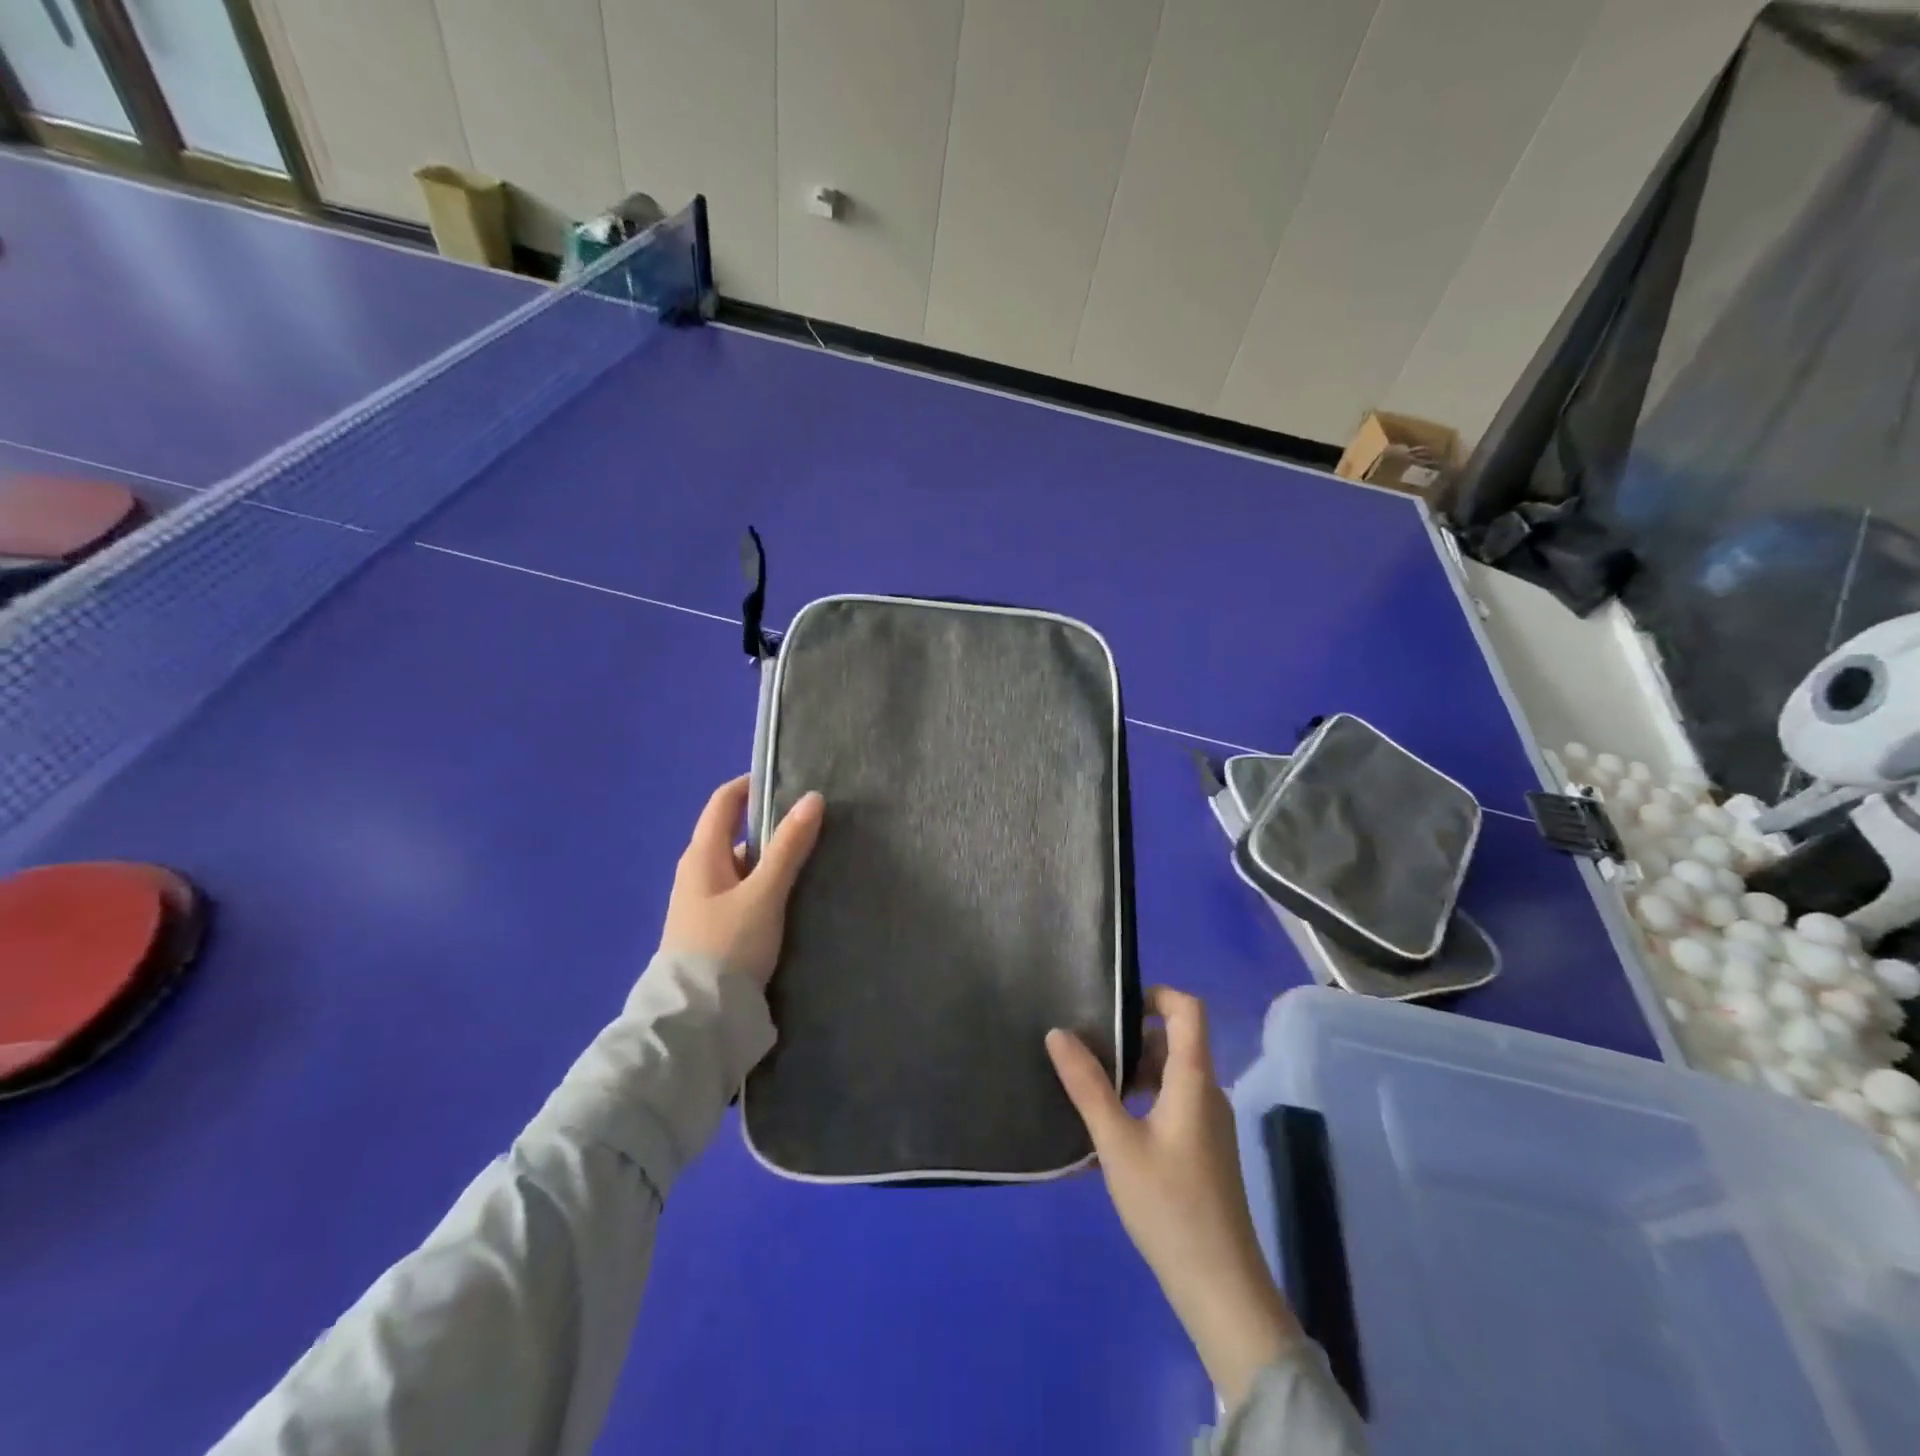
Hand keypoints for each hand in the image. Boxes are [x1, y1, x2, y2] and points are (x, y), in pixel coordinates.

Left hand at [660, 777, 823, 985]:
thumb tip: (812, 798)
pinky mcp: (711, 928)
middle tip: (812, 828)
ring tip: (810, 865)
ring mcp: (701, 902)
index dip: (751, 785)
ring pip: (741, 867)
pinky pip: (741, 892)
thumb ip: (789, 847)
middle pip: (735, 834)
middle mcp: (696, 872)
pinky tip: (788, 900)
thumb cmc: (728, 945)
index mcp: (702, 855)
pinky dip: (763, 886)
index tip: (788, 781)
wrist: (697, 1017)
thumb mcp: (764, 893)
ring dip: (770, 861)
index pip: (724, 802)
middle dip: (771, 827)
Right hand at [1047, 987, 1300, 1410]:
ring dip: (1135, 1070)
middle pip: (1176, 1040)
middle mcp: (1208, 1092)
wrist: (1220, 1288)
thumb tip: (1058, 1033)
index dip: (1155, 993)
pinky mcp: (1205, 1149)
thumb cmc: (1169, 1207)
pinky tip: (1112, 1126)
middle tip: (1087, 1047)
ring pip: (1173, 1073)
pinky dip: (1145, 1098)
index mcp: (1194, 1079)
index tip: (1113, 1004)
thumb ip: (1087, 1086)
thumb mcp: (1117, 1143)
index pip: (1188, 1009)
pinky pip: (1175, 1101)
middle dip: (1132, 1036)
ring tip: (1091, 1085)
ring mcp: (1210, 1123)